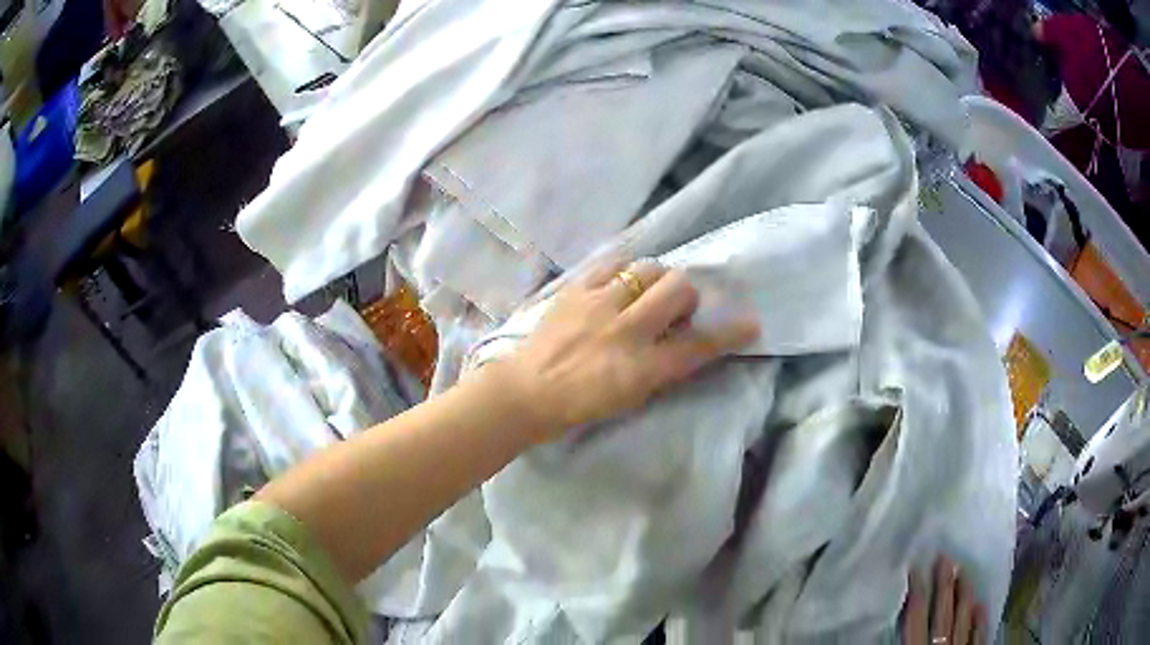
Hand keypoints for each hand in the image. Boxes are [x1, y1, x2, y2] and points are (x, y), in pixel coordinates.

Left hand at [502, 259, 758, 440]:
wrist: (527, 392)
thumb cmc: (581, 405)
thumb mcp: (631, 397)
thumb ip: (663, 367)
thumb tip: (685, 339)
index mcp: (642, 368)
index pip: (698, 346)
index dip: (729, 334)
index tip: (750, 324)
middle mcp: (626, 331)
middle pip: (678, 289)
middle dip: (686, 296)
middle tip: (673, 309)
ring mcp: (599, 305)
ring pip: (648, 269)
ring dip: (656, 280)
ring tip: (643, 294)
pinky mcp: (576, 290)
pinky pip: (613, 263)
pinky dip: (625, 272)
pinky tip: (619, 285)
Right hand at [903, 556, 987, 644]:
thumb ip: (904, 639)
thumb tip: (884, 622)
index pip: (917, 617)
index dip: (917, 591)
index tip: (917, 565)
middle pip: (943, 613)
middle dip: (944, 585)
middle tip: (946, 556)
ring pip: (963, 620)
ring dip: (964, 597)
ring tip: (965, 572)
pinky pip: (978, 636)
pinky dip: (980, 621)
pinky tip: (982, 605)